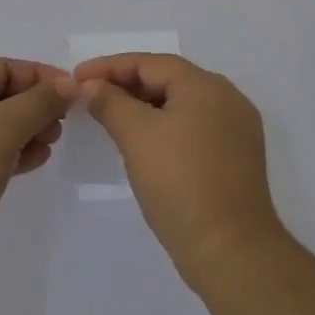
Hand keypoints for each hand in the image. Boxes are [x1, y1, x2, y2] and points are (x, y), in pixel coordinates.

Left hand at [0, 58, 70, 289]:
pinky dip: (8, 154)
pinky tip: (33, 162)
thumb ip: (40, 102)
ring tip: (51, 144)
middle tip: (62, 123)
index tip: (70, 92)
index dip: (38, 76)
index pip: (0, 67)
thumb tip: (68, 84)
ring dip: (23, 131)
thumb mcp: (5, 128)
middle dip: (32, 106)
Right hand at [65, 54, 284, 291]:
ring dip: (144, 107)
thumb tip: (90, 85)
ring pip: (181, 105)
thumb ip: (110, 102)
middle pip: (168, 80)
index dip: (110, 67)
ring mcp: (236, 130)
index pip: (150, 63)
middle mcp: (227, 99)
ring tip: (110, 117)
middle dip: (126, 85)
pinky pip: (193, 127)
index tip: (77, 78)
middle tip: (90, 97)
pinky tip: (143, 142)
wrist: (231, 252)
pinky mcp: (236, 158)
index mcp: (206, 85)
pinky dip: (164, 127)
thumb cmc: (181, 183)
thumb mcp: (137, 136)